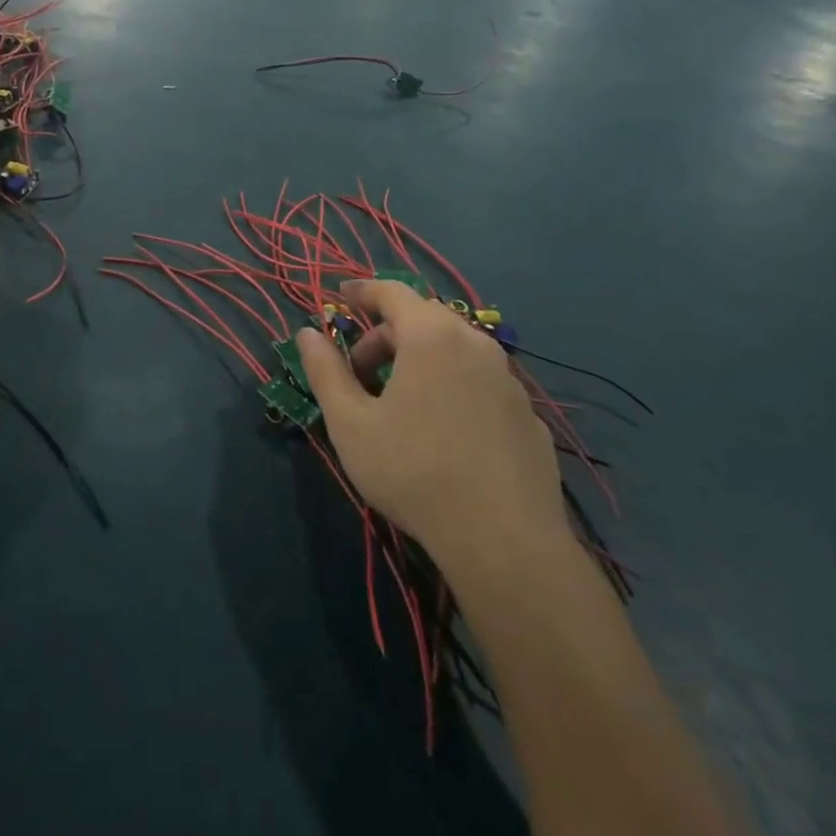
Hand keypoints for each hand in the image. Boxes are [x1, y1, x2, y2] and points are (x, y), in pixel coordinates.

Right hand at [297, 280, 570, 574]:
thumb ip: (325, 371)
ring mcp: (509, 381)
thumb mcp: (350, 423)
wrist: (505, 544)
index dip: (362, 291)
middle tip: (360, 371)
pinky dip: (453, 388)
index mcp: (432, 336)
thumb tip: (306, 334)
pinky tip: (443, 433)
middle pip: (424, 319)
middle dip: (386, 335)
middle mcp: (476, 345)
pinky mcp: (529, 417)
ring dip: (420, 361)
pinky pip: (480, 384)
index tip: (341, 298)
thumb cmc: (414, 472)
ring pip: (455, 351)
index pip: (393, 292)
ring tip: (398, 403)